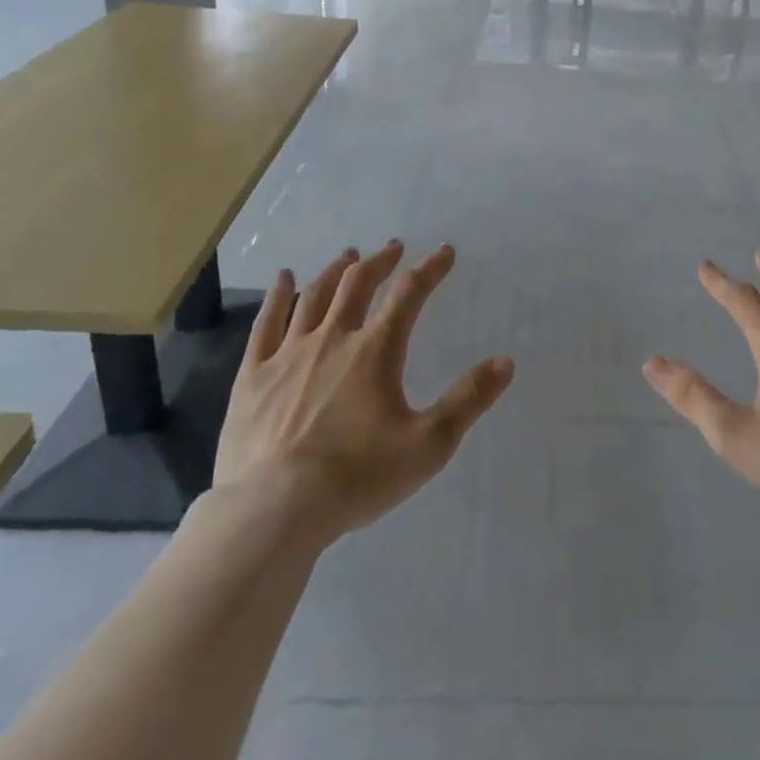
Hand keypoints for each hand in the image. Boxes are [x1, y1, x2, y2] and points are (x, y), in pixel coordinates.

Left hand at [212, 241, 513, 541]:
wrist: (273, 511)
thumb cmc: (356, 477)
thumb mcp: (428, 444)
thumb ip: (468, 400)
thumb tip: (506, 362)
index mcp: (375, 350)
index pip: (409, 294)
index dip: (430, 269)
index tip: (444, 252)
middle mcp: (332, 339)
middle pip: (358, 284)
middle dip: (380, 262)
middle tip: (393, 248)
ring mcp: (288, 355)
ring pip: (314, 296)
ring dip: (336, 271)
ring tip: (349, 256)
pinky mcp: (253, 377)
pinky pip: (266, 324)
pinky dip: (278, 296)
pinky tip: (284, 278)